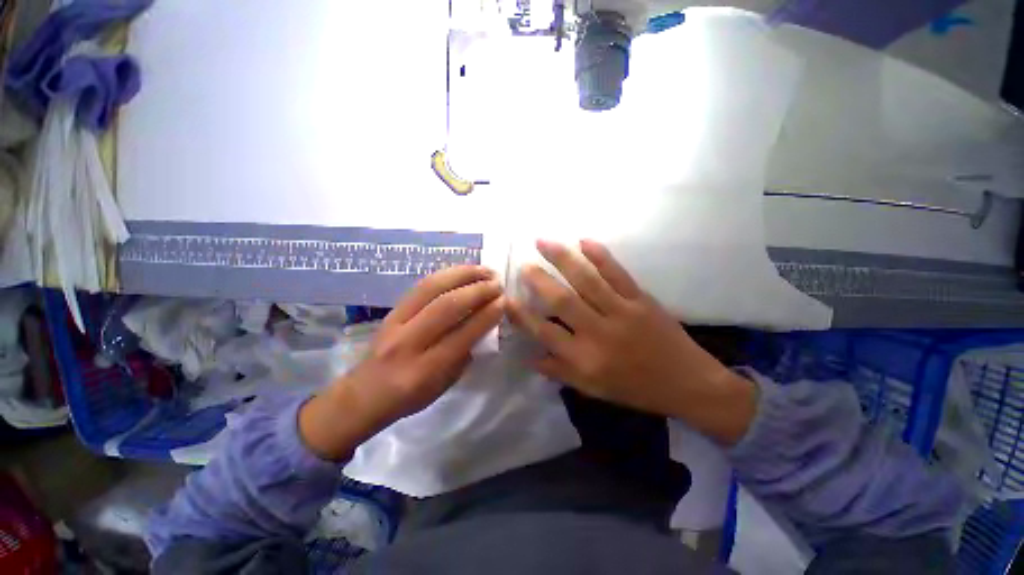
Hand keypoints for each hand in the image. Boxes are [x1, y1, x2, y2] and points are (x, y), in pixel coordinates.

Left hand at [300, 266, 504, 459]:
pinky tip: (462, 271)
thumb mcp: (444, 385)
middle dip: (477, 290)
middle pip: (446, 307)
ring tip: (484, 270)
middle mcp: (408, 342)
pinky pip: (421, 286)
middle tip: (497, 283)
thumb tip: (483, 323)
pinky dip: (445, 275)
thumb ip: (464, 354)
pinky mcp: (391, 310)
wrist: (363, 393)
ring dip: (462, 275)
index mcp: (425, 370)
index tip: (504, 301)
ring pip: (431, 288)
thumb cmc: (409, 397)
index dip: (486, 315)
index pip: (462, 335)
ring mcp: (395, 322)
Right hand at [508, 239, 755, 444]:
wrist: (687, 383)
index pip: (544, 334)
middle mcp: (598, 334)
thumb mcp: (593, 389)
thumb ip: (559, 371)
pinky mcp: (641, 300)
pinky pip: (617, 274)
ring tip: (543, 242)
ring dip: (562, 258)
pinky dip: (600, 256)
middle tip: (524, 263)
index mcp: (584, 360)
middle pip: (562, 301)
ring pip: (586, 281)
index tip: (507, 300)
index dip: (523, 316)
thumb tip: (530, 357)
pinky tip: (584, 241)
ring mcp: (622, 313)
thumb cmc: (635, 389)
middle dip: (539, 280)